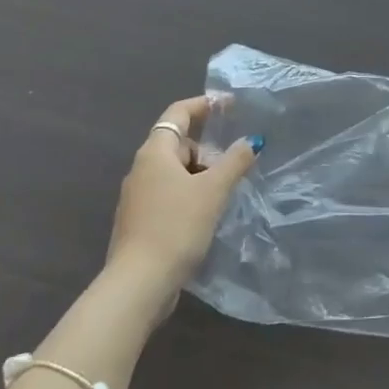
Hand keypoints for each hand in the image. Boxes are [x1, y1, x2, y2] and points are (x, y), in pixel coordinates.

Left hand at [106, 94, 261, 301]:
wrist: (138, 284)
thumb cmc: (176, 226)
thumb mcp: (214, 190)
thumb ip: (235, 161)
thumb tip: (251, 141)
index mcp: (155, 153)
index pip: (178, 113)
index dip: (204, 104)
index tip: (230, 105)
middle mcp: (141, 169)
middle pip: (178, 144)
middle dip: (208, 149)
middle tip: (234, 164)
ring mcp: (137, 197)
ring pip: (175, 172)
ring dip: (200, 175)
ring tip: (225, 192)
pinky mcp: (140, 222)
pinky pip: (169, 195)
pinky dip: (190, 195)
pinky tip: (206, 214)